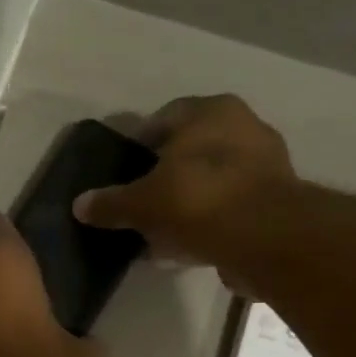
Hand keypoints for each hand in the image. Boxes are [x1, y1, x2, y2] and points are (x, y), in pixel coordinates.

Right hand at [73, 95, 296, 293]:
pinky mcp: (276, 201)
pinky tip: (187, 245)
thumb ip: (110, 203)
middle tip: (140, 202)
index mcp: (211, 111)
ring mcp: (265, 163)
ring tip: (161, 230)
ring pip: (212, 179)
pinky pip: (229, 206)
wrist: (265, 239)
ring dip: (188, 201)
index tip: (124, 172)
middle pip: (191, 150)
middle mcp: (244, 126)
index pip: (164, 118)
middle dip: (165, 175)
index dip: (139, 145)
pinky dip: (209, 221)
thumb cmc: (197, 200)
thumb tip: (79, 205)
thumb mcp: (141, 203)